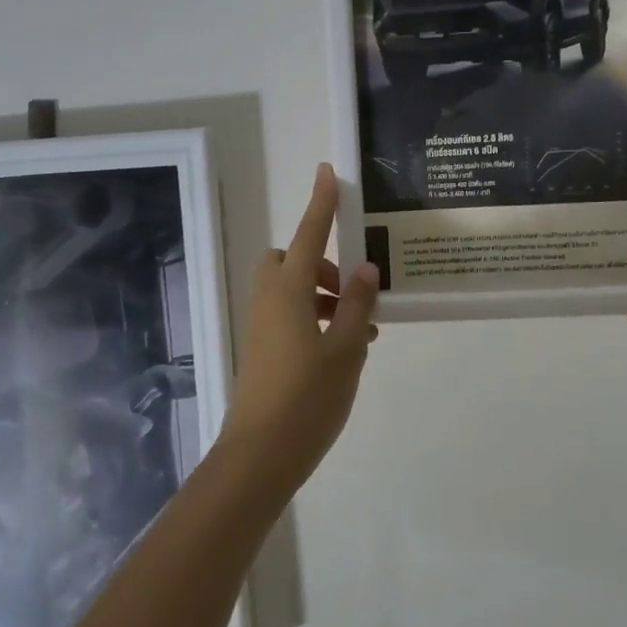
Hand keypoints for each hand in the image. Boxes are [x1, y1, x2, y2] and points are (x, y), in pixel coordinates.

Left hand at [220, 164, 379, 489]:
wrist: (262, 453)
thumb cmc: (308, 397)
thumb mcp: (346, 347)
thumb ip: (356, 303)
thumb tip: (364, 268)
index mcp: (289, 291)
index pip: (308, 234)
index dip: (321, 203)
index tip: (328, 172)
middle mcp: (270, 300)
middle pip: (290, 260)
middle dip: (320, 261)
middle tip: (351, 288)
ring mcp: (263, 326)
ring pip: (292, 290)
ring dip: (324, 295)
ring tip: (363, 326)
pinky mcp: (264, 349)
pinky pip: (290, 315)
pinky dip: (315, 317)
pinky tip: (346, 347)